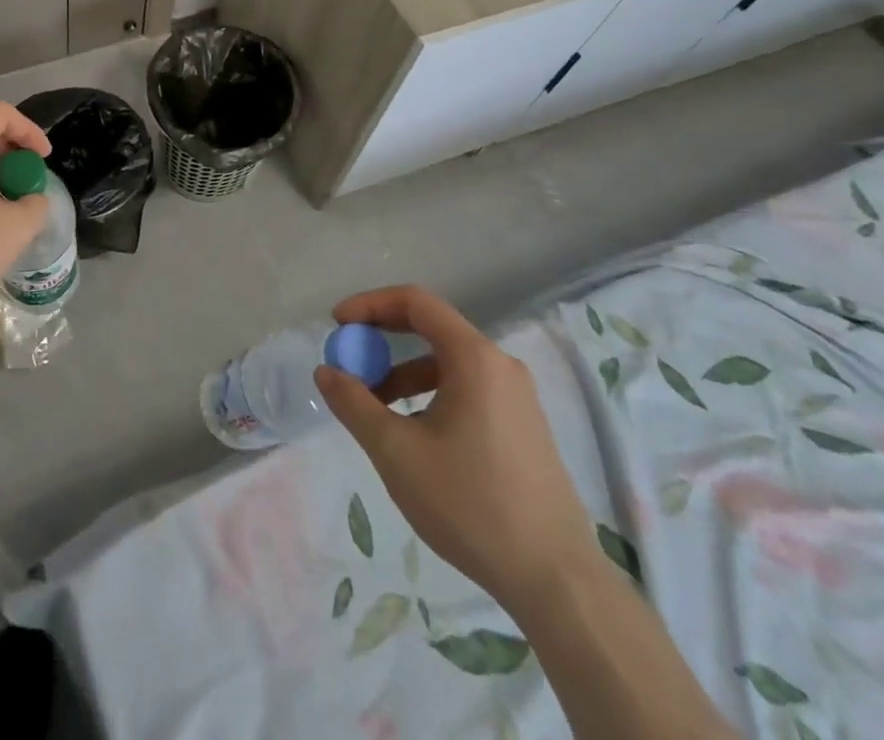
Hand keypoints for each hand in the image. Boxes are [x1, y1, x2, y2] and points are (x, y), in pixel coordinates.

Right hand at [314, 285, 602, 618]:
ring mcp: (517, 397)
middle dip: (383, 340)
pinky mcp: (523, 427)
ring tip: (375, 408)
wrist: (557, 581)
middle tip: (350, 361)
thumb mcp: (396, 452)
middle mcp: (500, 365)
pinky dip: (430, 395)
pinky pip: (467, 389)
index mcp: (474, 358)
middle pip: (432, 329)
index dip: (370, 305)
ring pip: (448, 364)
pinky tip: (414, 435)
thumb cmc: (471, 504)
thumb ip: (354, 404)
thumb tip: (326, 372)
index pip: (415, 302)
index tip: (338, 324)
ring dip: (404, 374)